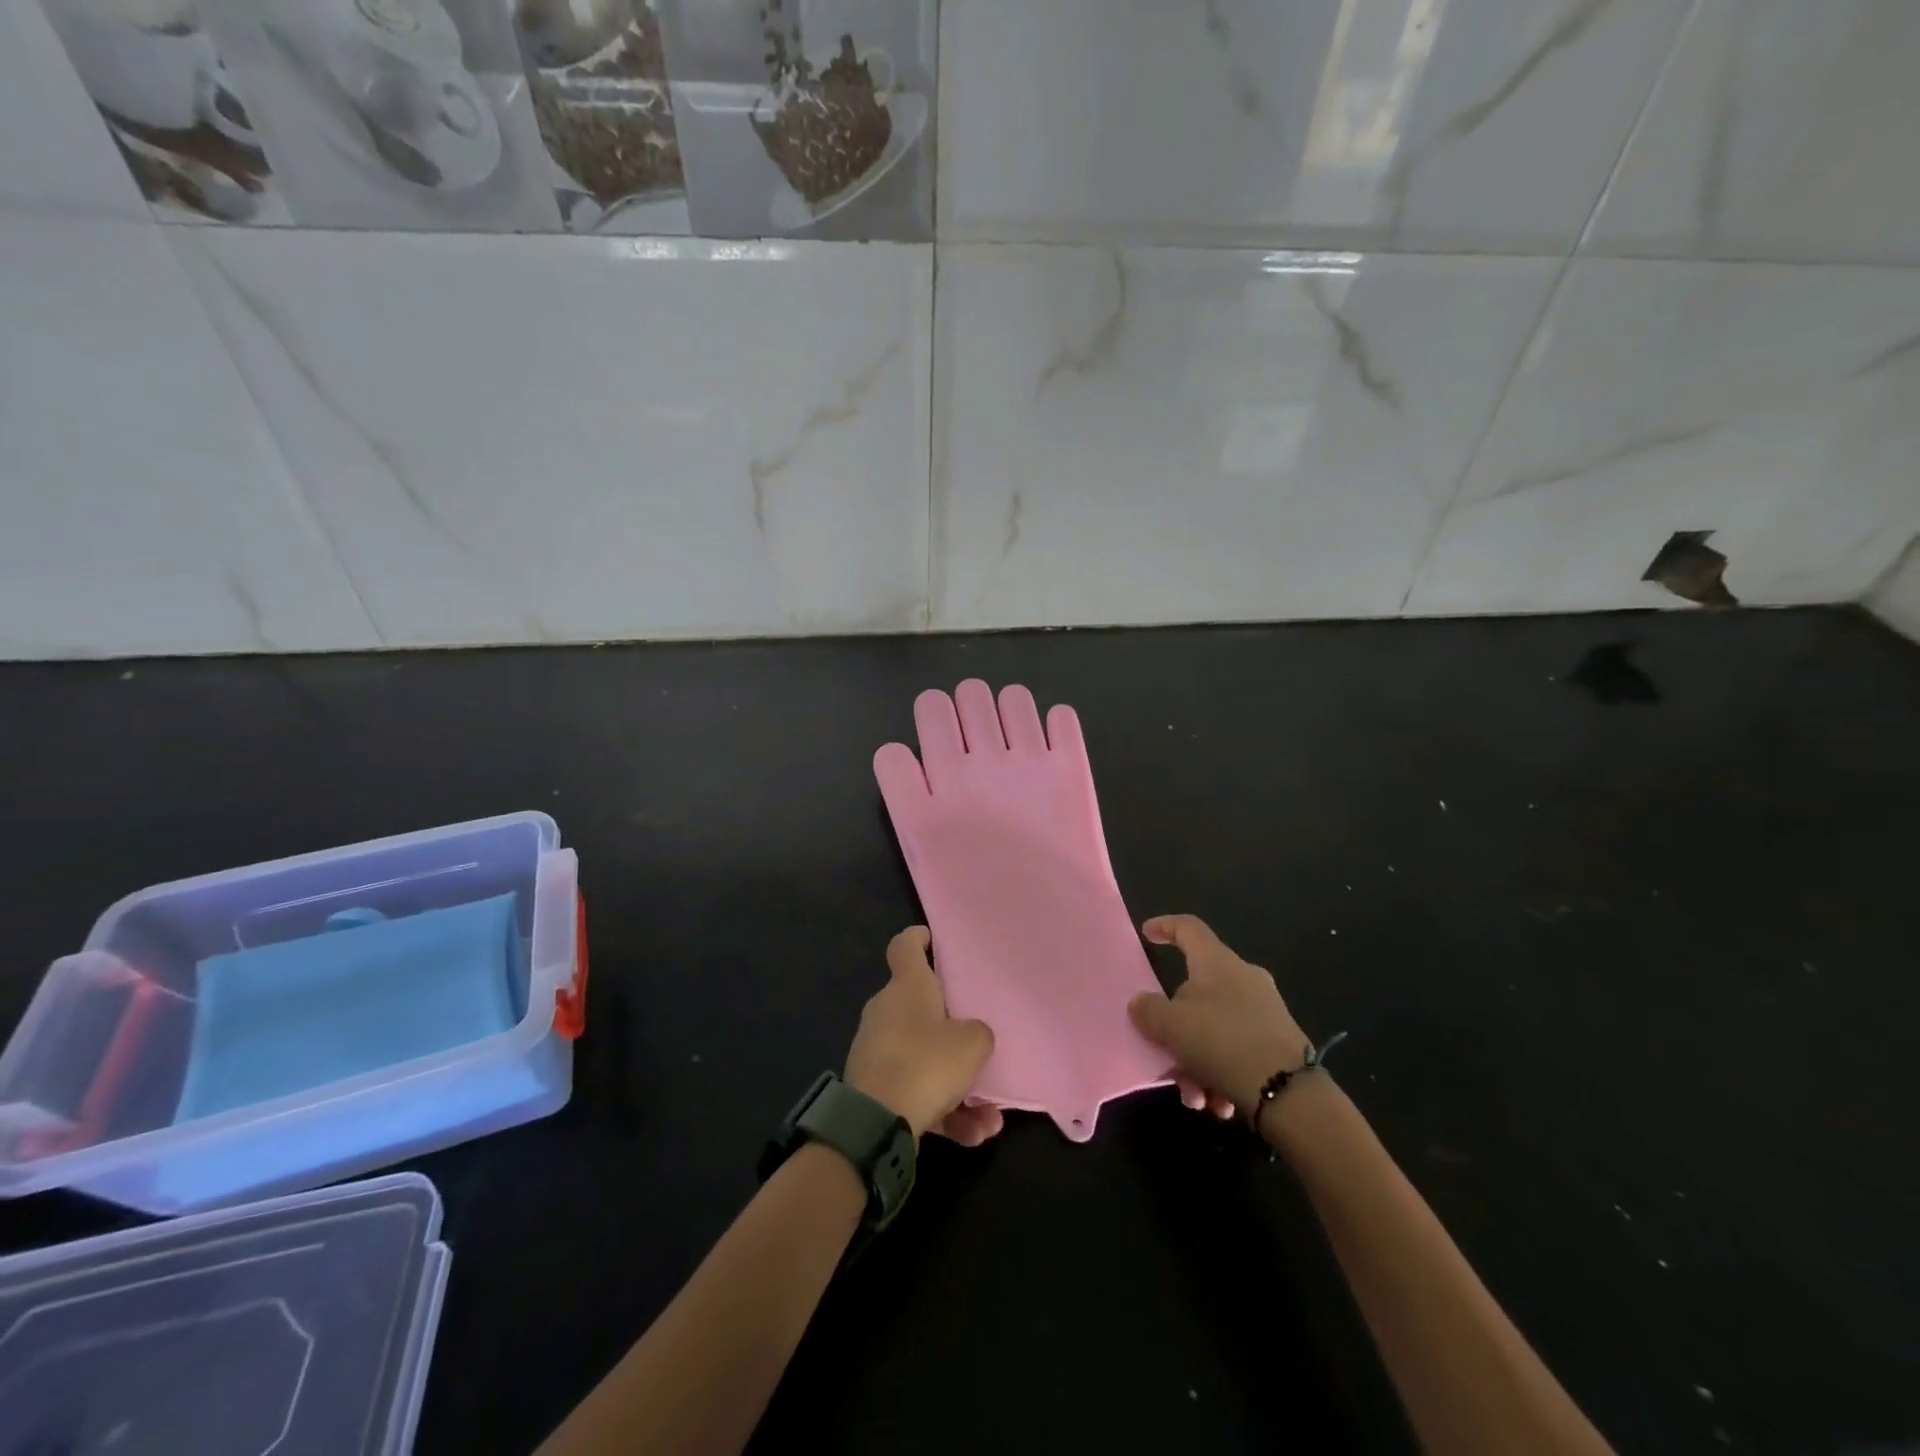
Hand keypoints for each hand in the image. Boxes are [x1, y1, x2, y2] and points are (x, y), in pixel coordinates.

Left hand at [846, 928, 1002, 1145]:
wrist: (876, 1124)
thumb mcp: (971, 1043)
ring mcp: (877, 1052)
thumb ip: (979, 1034)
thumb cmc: (926, 1063)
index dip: (917, 939)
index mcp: (906, 987)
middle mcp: (887, 1012)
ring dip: (959, 1086)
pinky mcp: (875, 1090)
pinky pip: (917, 1093)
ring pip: (925, 1059)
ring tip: (989, 1116)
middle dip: (951, 1029)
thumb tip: (971, 1037)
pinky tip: (974, 1135)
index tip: (931, 939)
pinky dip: (946, 1113)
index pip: (904, 948)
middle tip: (979, 1042)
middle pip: (919, 1008)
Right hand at [1128, 915, 1313, 1113]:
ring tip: (1195, 1096)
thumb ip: (1148, 1010)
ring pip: (1214, 1028)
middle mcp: (1243, 978)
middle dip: (1176, 1028)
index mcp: (1217, 961)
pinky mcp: (1278, 1042)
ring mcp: (1264, 1010)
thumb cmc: (1222, 1042)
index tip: (1147, 934)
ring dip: (1196, 1061)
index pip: (1188, 928)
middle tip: (1164, 1052)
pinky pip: (1236, 1050)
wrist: (1291, 1094)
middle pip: (1196, 990)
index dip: (1165, 926)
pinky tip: (1219, 1103)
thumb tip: (1141, 1003)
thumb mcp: (1171, 1026)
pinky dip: (1221, 1073)